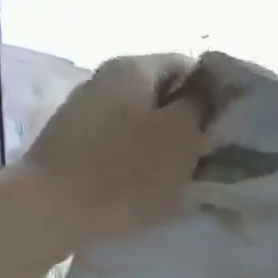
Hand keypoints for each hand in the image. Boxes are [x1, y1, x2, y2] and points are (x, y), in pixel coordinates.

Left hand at [25, 53, 206, 236]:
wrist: (49, 211)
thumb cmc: (126, 172)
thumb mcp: (181, 135)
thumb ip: (201, 104)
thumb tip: (211, 85)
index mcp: (134, 68)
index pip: (189, 66)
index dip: (214, 92)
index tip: (229, 124)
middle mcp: (106, 79)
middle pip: (163, 93)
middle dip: (189, 121)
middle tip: (210, 153)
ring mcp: (85, 110)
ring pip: (142, 120)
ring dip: (165, 143)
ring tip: (182, 174)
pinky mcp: (73, 143)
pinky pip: (120, 143)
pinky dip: (138, 159)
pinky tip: (147, 185)